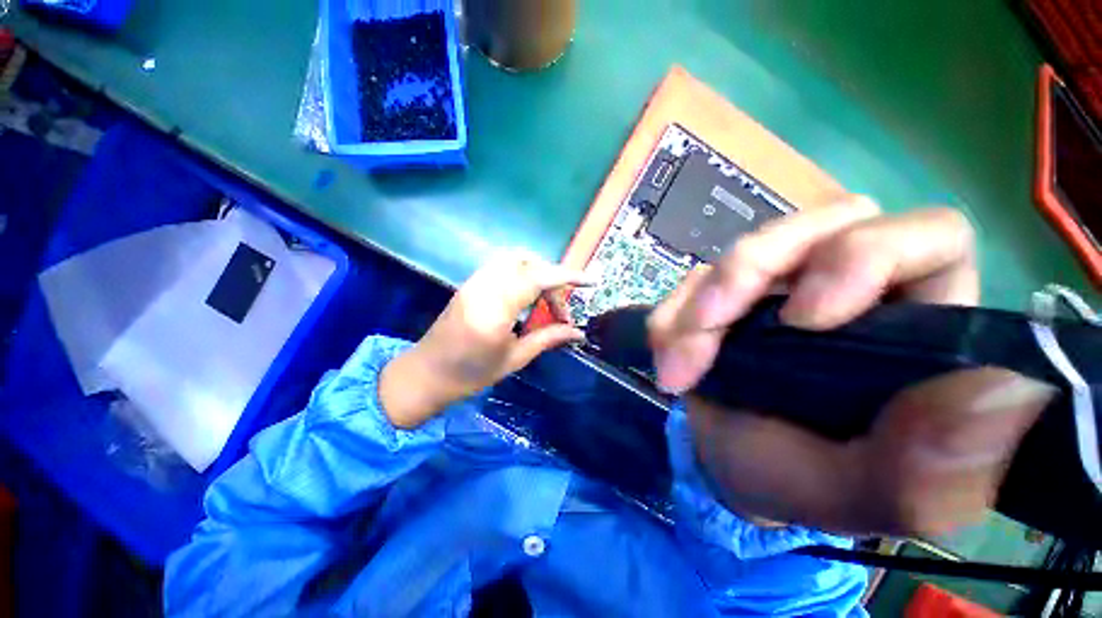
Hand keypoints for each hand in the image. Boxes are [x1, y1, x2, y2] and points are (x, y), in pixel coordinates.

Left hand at [380, 251, 590, 428]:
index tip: (591, 280)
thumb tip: (578, 333)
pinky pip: (501, 266)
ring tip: (545, 300)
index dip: (567, 276)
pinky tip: (526, 297)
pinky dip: (521, 274)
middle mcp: (483, 287)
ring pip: (513, 258)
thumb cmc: (470, 374)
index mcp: (495, 309)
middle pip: (526, 261)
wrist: (425, 374)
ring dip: (536, 271)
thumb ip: (548, 339)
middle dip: (551, 277)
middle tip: (559, 306)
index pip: (537, 278)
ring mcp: (474, 282)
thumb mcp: (515, 358)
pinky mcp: (470, 283)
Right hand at [649, 198, 1055, 536]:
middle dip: (747, 274)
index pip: (926, 237)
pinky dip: (672, 315)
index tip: (803, 318)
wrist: (729, 467)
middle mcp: (850, 287)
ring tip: (677, 365)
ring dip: (698, 304)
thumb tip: (1003, 401)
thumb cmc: (801, 481)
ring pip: (743, 251)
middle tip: (707, 328)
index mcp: (915, 322)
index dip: (866, 254)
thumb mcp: (862, 494)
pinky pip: (693, 280)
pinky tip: (665, 355)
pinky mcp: (726, 295)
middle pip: (813, 226)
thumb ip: (928, 470)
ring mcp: (779, 285)